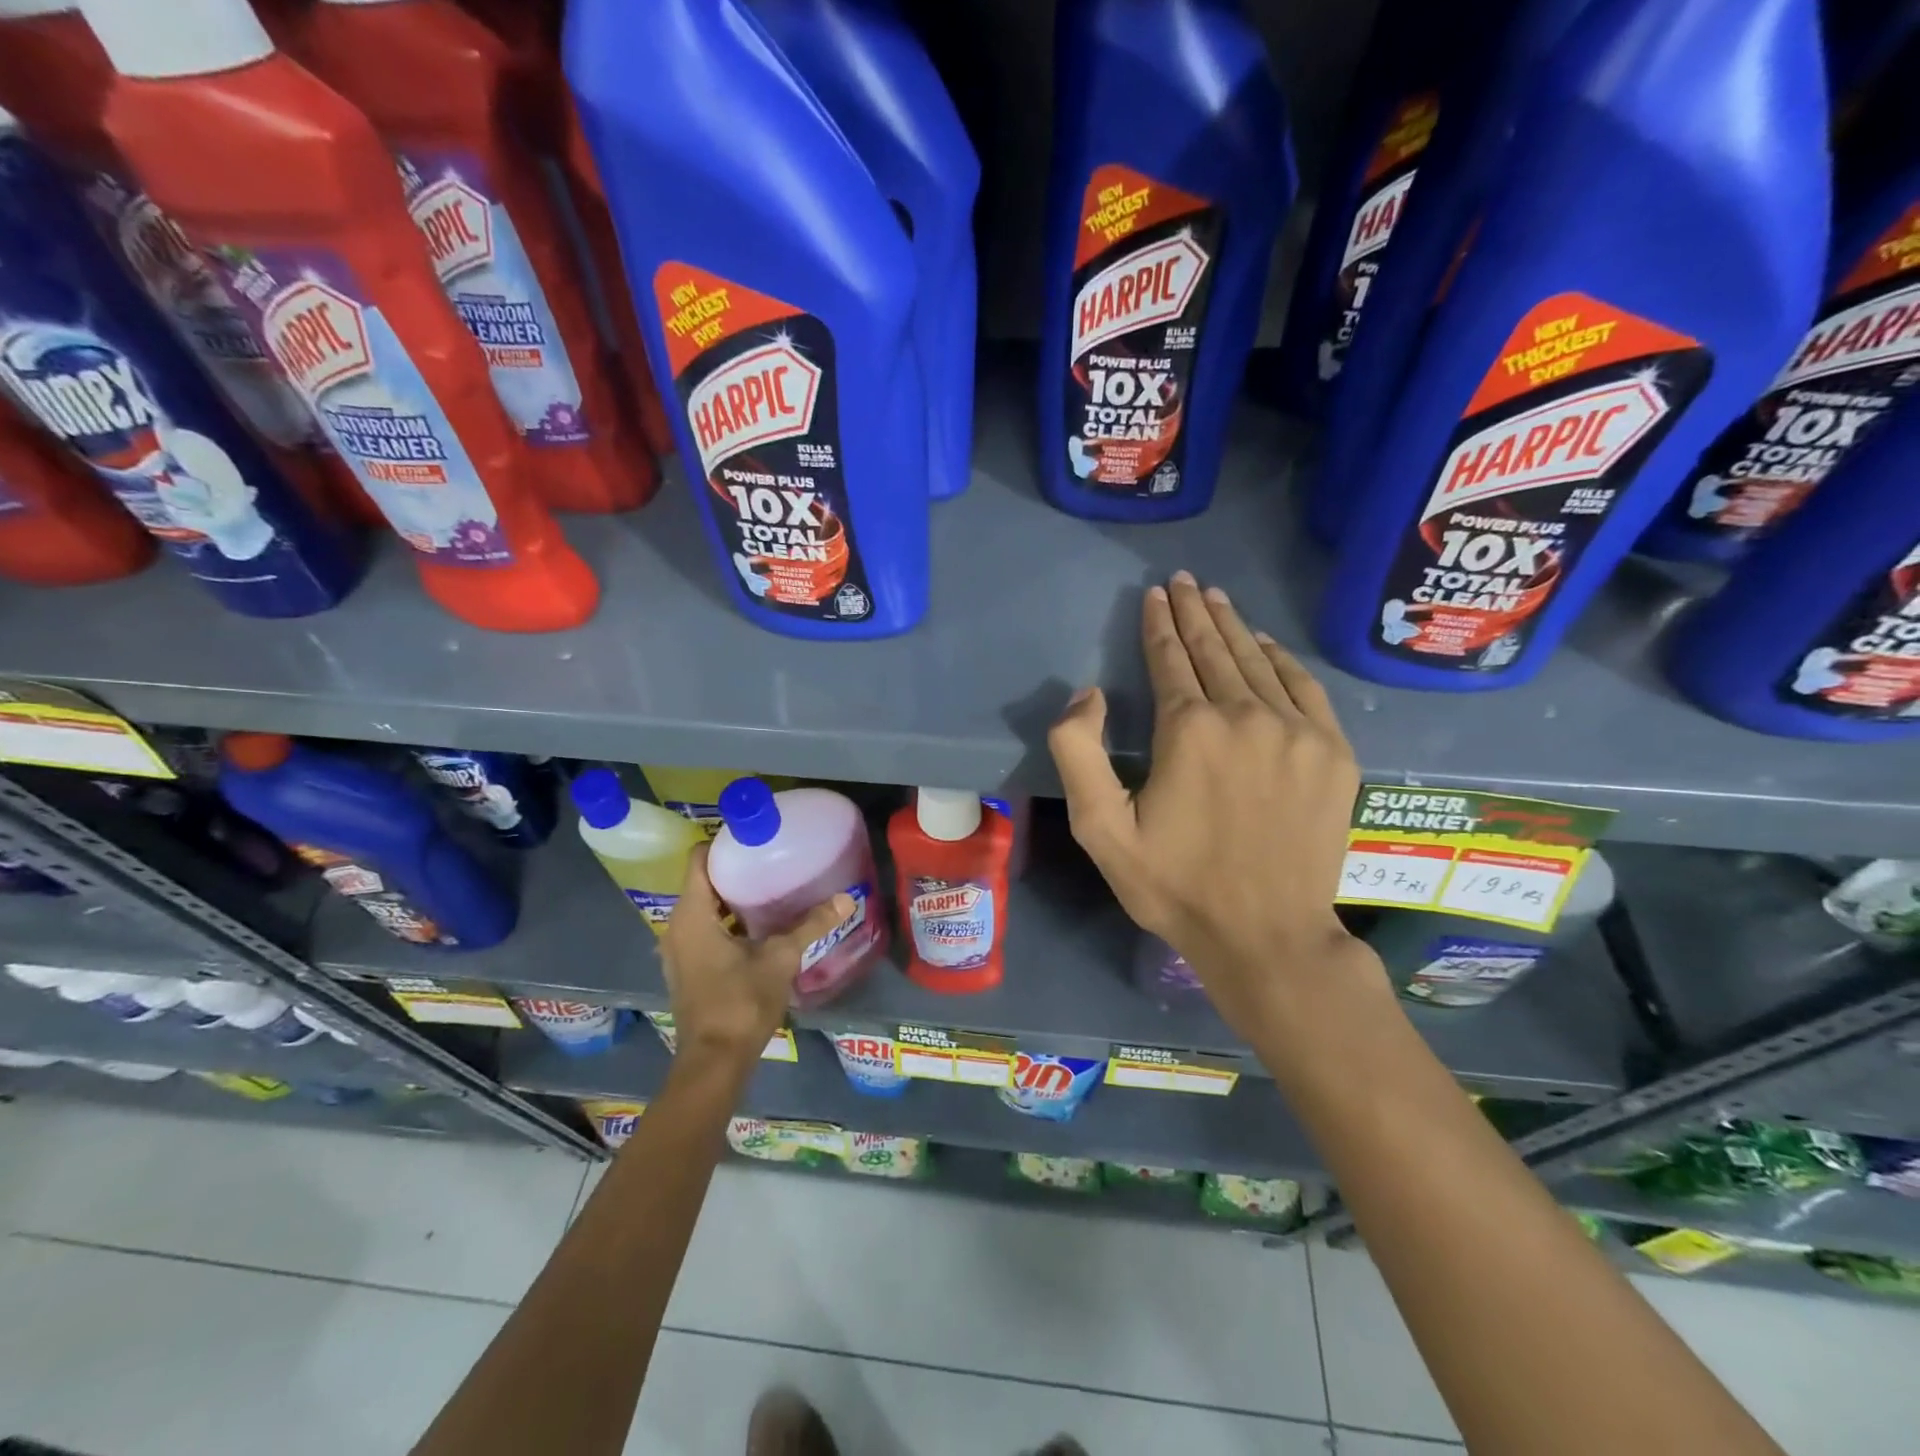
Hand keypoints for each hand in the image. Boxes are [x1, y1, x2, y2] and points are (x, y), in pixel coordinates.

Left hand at [661, 844, 853, 1064]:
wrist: (714, 1061)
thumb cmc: (741, 1002)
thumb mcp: (780, 959)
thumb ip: (810, 925)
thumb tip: (846, 898)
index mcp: (692, 915)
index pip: (698, 859)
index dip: (723, 843)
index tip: (755, 836)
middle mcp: (676, 927)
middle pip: (702, 881)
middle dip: (734, 868)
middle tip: (770, 857)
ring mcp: (678, 950)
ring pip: (703, 907)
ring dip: (730, 896)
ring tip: (769, 885)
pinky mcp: (686, 969)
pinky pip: (703, 929)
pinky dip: (725, 920)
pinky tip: (758, 924)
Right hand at [1048, 572, 1376, 1038]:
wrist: (1267, 936)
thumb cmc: (1175, 886)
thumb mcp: (1100, 831)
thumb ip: (1078, 753)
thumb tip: (1088, 693)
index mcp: (1190, 731)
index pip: (1170, 660)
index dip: (1159, 624)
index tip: (1155, 593)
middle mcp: (1246, 716)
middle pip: (1215, 650)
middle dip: (1195, 612)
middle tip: (1185, 580)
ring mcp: (1298, 732)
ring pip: (1258, 662)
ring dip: (1234, 627)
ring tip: (1217, 598)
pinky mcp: (1332, 753)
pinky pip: (1304, 687)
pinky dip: (1281, 659)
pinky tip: (1266, 643)